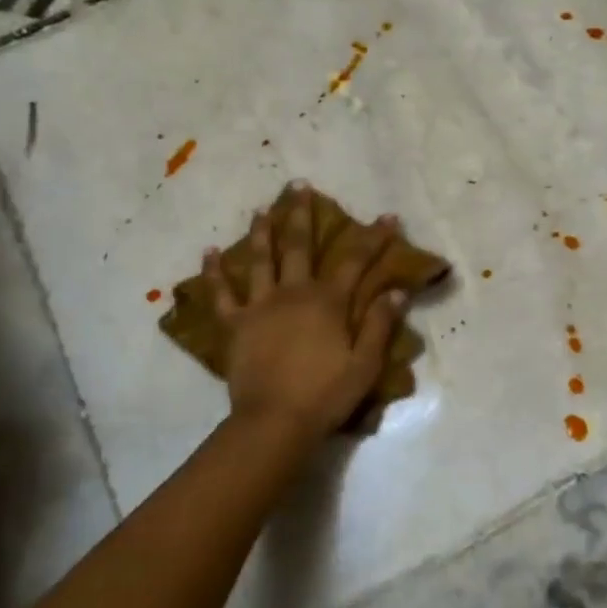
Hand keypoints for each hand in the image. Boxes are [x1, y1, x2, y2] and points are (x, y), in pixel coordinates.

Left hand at [203, 185, 406, 440]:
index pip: (355, 261)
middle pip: (298, 246)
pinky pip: (222, 294)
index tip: (387, 217)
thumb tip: (397, 291)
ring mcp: (260, 306)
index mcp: (328, 302)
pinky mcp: (235, 324)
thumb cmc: (326, 394)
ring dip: (261, 233)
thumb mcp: (365, 364)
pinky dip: (214, 272)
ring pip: (260, 260)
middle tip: (299, 186)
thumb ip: (380, 325)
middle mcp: (293, 293)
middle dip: (302, 215)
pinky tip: (209, 252)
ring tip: (260, 210)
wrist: (275, 421)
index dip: (373, 237)